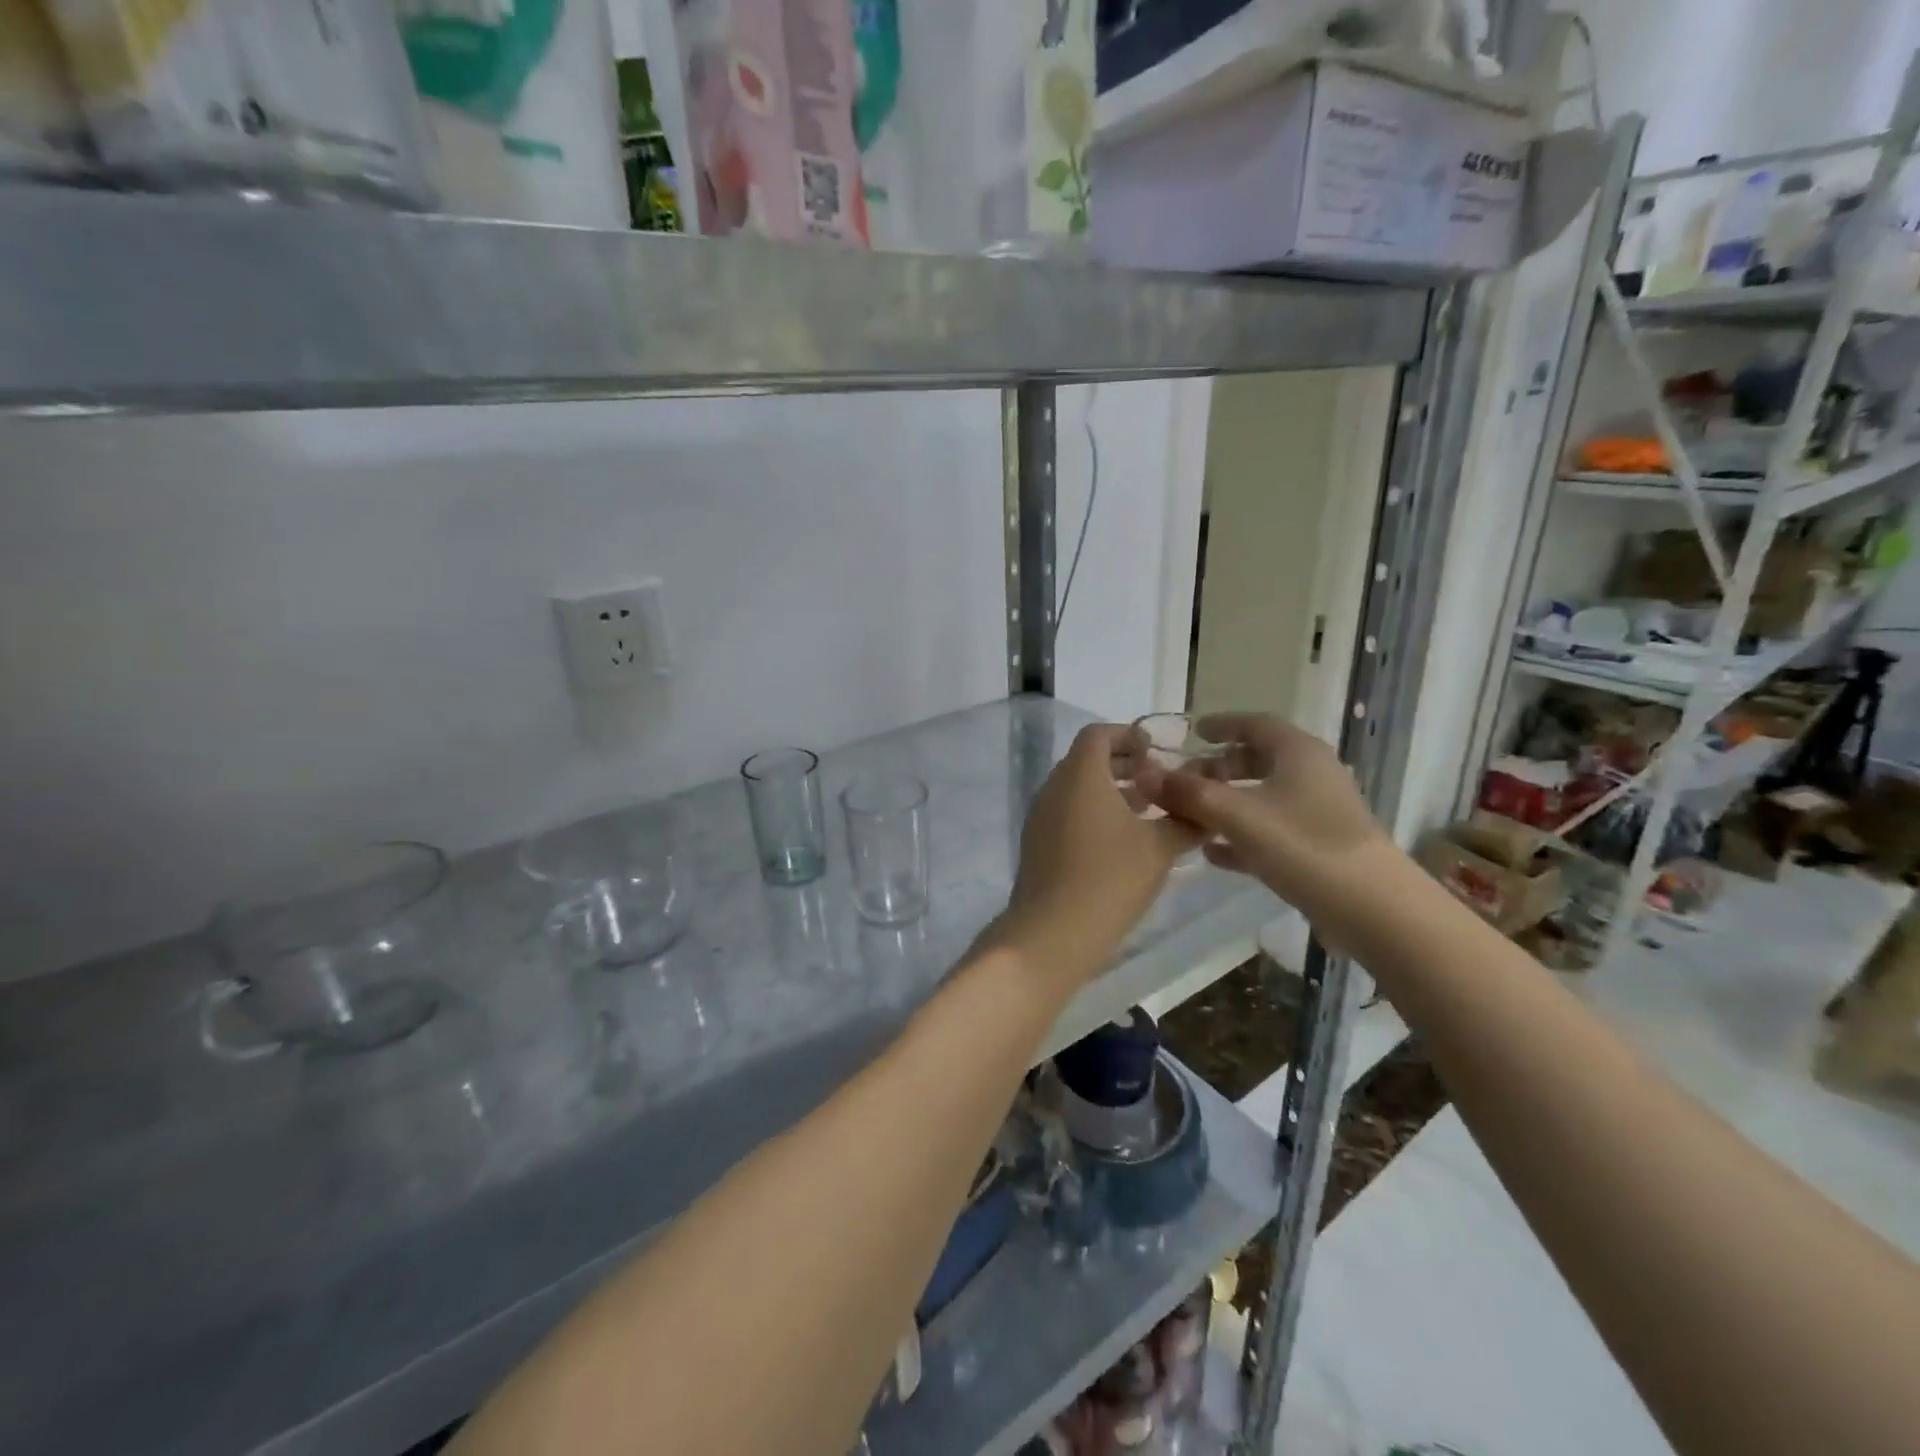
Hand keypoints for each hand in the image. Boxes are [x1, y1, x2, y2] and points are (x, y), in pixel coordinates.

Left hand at [984, 724, 1199, 994]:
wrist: (1052, 933)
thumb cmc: (1109, 879)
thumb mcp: (1159, 848)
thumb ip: (1185, 821)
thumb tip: (1206, 811)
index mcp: (1080, 775)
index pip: (1098, 734)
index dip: (1129, 735)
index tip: (1157, 752)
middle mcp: (1053, 787)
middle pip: (1087, 760)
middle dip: (1125, 765)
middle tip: (1159, 782)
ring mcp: (1040, 816)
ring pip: (1077, 788)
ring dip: (1111, 791)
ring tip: (1149, 813)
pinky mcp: (1037, 843)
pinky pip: (1067, 812)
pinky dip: (1093, 813)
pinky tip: (1122, 842)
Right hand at [1133, 713, 1400, 953]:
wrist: (1371, 907)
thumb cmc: (1302, 845)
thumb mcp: (1237, 815)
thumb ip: (1188, 794)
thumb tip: (1144, 775)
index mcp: (1297, 752)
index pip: (1255, 724)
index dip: (1221, 724)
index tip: (1192, 733)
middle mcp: (1311, 774)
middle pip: (1257, 760)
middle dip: (1218, 769)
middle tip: (1184, 781)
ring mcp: (1317, 812)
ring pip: (1262, 797)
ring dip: (1225, 803)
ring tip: (1188, 816)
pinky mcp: (1318, 847)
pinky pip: (1270, 830)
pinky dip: (1241, 834)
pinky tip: (1212, 852)